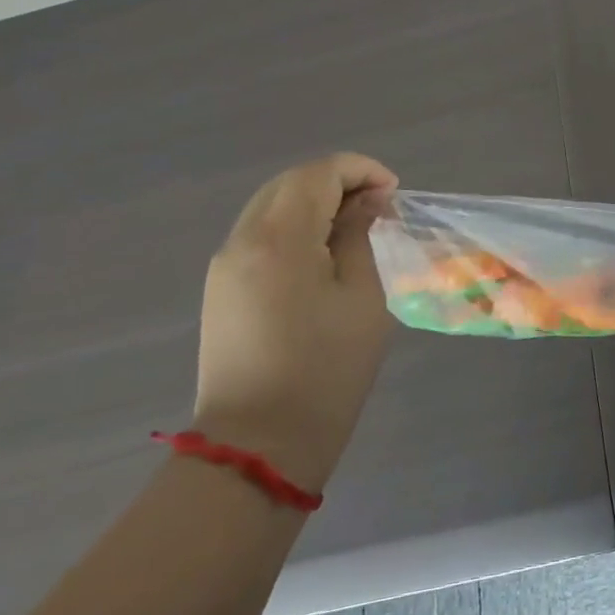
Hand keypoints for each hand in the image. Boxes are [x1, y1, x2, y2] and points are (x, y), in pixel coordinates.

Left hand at [192, 153, 399, 494]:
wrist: (259, 445)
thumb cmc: (326, 369)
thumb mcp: (362, 296)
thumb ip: (360, 237)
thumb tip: (366, 203)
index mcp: (279, 238)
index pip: (318, 173)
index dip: (361, 170)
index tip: (393, 193)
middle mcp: (242, 241)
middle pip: (290, 183)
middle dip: (338, 181)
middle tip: (379, 204)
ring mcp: (225, 266)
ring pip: (271, 206)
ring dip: (315, 201)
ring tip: (356, 225)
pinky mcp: (221, 290)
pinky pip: (259, 234)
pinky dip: (295, 225)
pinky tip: (324, 251)